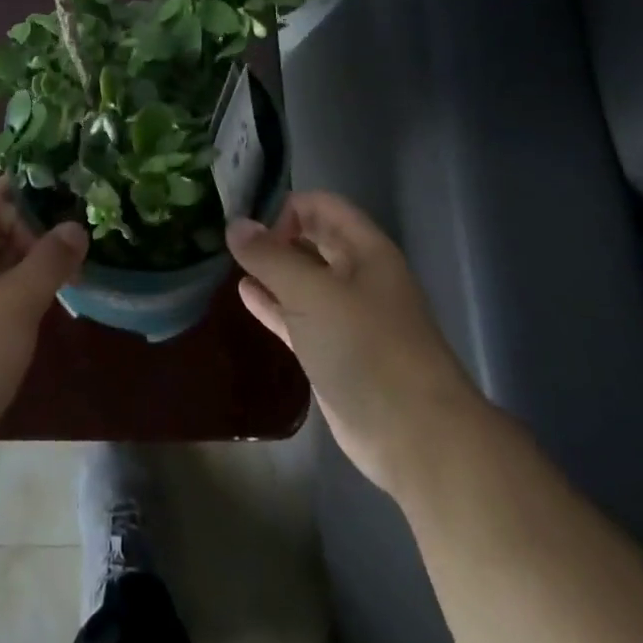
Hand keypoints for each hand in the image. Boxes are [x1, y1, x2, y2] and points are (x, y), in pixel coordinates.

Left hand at [0, 178, 88, 495]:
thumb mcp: (15, 303)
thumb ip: (48, 261)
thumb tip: (75, 226)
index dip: (30, 193)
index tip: (71, 191)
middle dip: (37, 232)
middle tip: (83, 236)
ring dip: (31, 266)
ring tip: (76, 265)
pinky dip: (20, 296)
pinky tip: (49, 304)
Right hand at [227, 191, 479, 495]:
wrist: (415, 437)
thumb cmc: (366, 348)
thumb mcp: (311, 293)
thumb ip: (269, 257)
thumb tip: (234, 224)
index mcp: (366, 251)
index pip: (323, 206)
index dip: (287, 207)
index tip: (250, 224)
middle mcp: (358, 276)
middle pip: (312, 240)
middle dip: (275, 236)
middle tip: (230, 238)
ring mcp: (346, 317)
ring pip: (303, 280)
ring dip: (270, 270)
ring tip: (228, 262)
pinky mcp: (334, 352)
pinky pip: (297, 316)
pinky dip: (272, 304)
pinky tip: (244, 295)